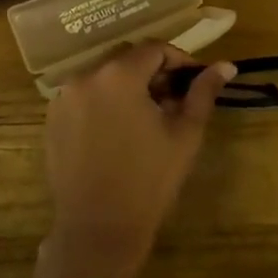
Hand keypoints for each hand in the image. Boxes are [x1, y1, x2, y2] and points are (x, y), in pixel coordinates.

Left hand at [43, 44, 235, 276]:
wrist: (99, 229)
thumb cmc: (149, 180)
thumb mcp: (184, 133)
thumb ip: (203, 92)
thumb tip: (226, 66)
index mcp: (119, 75)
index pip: (154, 49)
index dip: (178, 61)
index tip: (193, 83)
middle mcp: (85, 76)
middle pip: (126, 57)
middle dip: (152, 71)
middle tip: (172, 100)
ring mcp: (63, 98)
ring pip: (103, 75)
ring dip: (127, 85)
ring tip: (146, 116)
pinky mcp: (52, 119)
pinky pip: (83, 96)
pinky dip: (103, 101)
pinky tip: (117, 131)